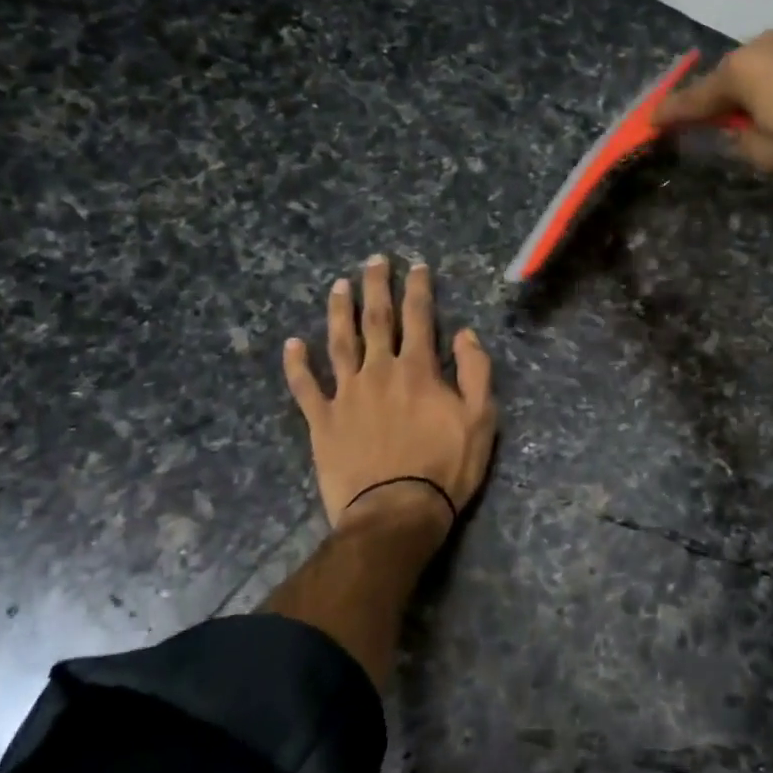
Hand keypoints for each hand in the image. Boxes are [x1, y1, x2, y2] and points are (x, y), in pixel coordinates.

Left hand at [283, 255, 497, 533]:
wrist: (396, 511)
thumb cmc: (445, 467)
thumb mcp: (481, 419)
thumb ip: (475, 372)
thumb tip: (464, 334)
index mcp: (418, 370)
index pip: (419, 318)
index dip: (418, 289)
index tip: (416, 266)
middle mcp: (379, 372)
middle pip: (376, 320)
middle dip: (376, 287)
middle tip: (374, 260)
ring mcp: (346, 395)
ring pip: (339, 343)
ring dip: (338, 312)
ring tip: (337, 286)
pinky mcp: (322, 420)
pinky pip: (305, 387)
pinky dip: (297, 364)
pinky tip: (291, 344)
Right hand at [656, 26, 772, 177]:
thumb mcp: (770, 156)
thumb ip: (741, 142)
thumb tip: (739, 129)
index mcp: (743, 72)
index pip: (696, 98)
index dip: (672, 113)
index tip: (652, 121)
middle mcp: (769, 43)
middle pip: (735, 75)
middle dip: (728, 98)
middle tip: (730, 124)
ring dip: (770, 87)